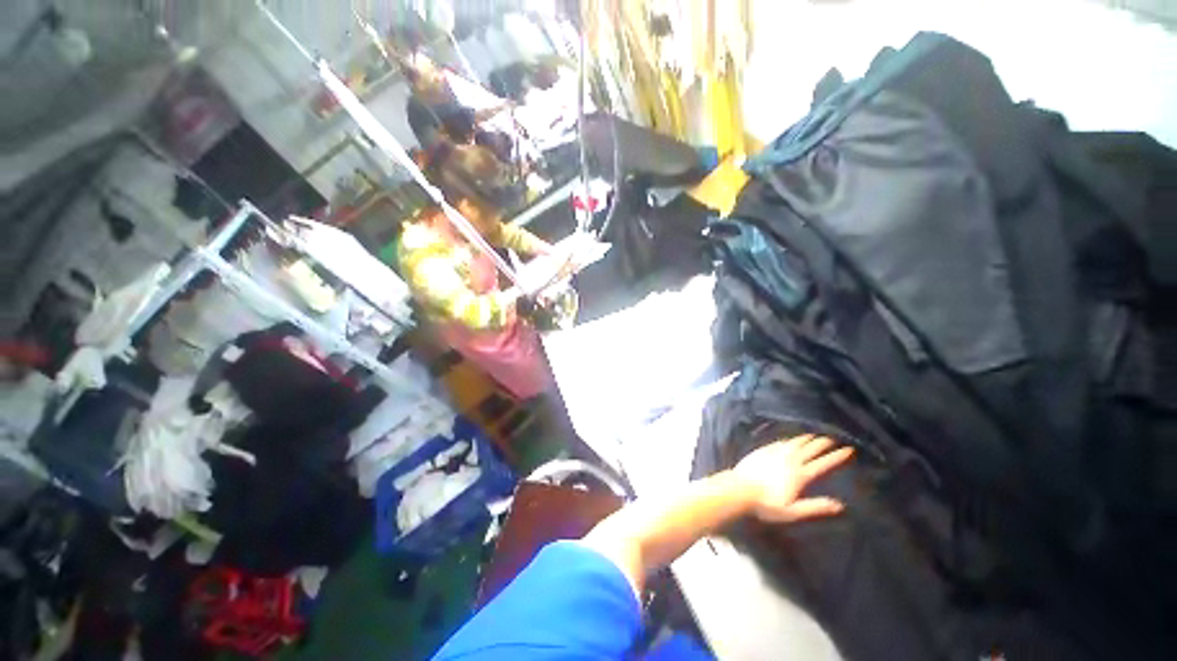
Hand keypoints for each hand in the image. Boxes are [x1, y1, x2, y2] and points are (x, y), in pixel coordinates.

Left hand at [733, 435, 854, 523]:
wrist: (739, 489)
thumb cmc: (766, 504)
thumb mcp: (793, 511)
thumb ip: (815, 507)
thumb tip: (840, 505)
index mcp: (799, 475)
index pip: (822, 464)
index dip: (836, 457)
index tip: (848, 450)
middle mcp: (789, 460)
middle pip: (809, 450)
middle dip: (822, 444)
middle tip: (832, 439)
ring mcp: (775, 453)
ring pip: (794, 443)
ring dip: (806, 439)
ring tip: (813, 436)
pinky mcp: (763, 450)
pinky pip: (780, 442)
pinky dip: (789, 440)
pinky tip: (790, 440)